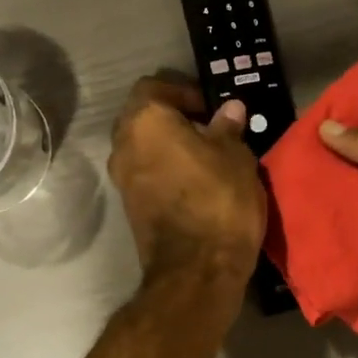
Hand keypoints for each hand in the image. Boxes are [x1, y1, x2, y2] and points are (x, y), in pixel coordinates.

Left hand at [109, 76, 265, 287]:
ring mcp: (122, 180)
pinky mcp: (130, 207)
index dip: (182, 91)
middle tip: (208, 129)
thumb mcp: (235, 157)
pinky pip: (146, 175)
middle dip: (173, 119)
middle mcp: (123, 146)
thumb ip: (228, 128)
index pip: (153, 87)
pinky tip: (195, 182)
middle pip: (142, 118)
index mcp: (145, 122)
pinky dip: (165, 170)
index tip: (209, 106)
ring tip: (206, 157)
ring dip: (168, 147)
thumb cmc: (219, 200)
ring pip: (143, 148)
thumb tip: (229, 109)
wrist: (196, 270)